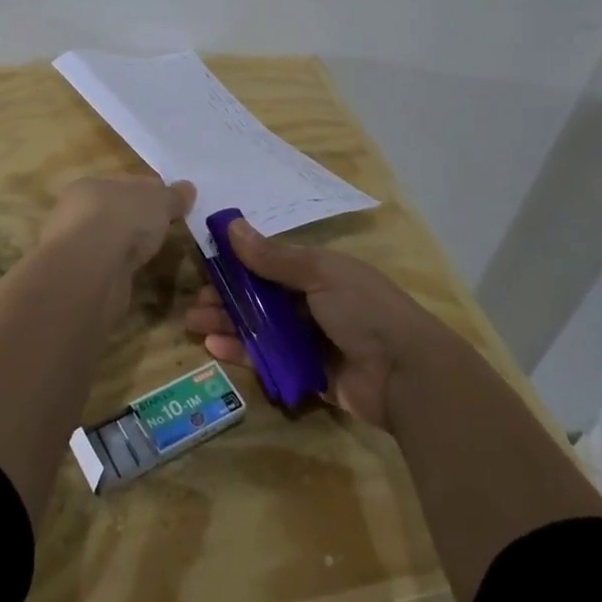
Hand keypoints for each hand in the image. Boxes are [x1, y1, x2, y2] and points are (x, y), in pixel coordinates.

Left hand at [38, 176, 196, 279]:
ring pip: (111, 241)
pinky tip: (137, 273)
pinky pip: (109, 267)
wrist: (90, 269)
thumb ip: (173, 196)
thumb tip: (188, 188)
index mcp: (92, 185)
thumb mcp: (159, 201)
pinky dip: (122, 269)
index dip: (151, 191)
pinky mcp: (82, 278)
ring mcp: (79, 247)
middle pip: (116, 212)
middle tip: (166, 228)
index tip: (173, 203)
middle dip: (138, 219)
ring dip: (128, 246)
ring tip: (154, 253)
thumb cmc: (123, 218)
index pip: (126, 184)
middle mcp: (78, 213)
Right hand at [184, 218, 440, 429]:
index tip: (206, 265)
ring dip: (228, 325)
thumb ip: (274, 257)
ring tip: (194, 326)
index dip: (238, 263)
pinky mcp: (308, 372)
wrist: (406, 375)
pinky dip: (242, 353)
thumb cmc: (364, 311)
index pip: (270, 263)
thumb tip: (231, 226)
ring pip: (260, 328)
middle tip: (195, 304)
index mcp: (320, 272)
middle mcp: (313, 302)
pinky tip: (215, 349)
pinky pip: (268, 360)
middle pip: (260, 297)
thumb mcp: (320, 273)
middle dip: (227, 298)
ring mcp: (311, 339)